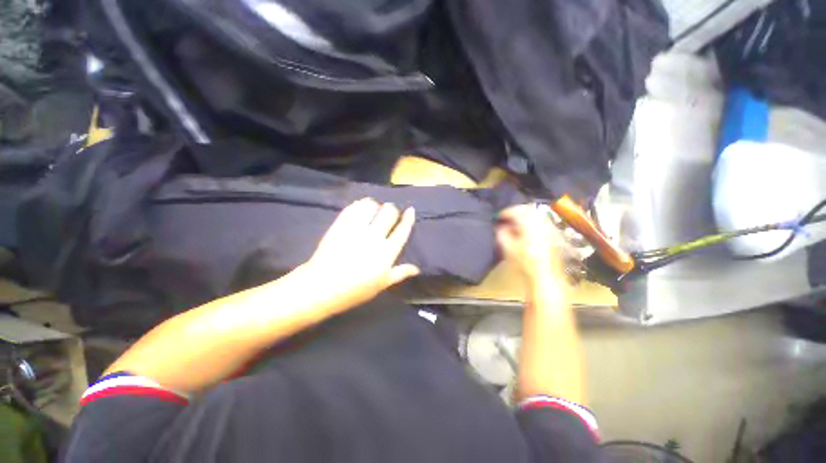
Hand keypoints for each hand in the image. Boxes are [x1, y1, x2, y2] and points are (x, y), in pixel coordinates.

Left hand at [299, 198, 419, 313]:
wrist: (322, 287)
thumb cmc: (356, 289)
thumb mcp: (382, 284)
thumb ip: (400, 273)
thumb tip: (416, 269)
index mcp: (387, 252)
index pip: (402, 230)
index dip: (408, 218)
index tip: (410, 210)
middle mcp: (374, 237)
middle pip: (389, 212)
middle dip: (391, 209)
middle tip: (388, 213)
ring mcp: (356, 229)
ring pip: (371, 205)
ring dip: (374, 205)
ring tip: (372, 210)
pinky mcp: (340, 225)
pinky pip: (353, 208)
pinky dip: (358, 205)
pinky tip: (359, 209)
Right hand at [496, 204, 564, 284]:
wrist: (546, 275)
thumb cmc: (525, 262)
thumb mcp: (509, 248)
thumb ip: (502, 234)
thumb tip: (500, 227)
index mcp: (530, 224)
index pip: (517, 211)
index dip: (506, 212)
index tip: (498, 217)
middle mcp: (542, 223)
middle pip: (528, 209)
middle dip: (515, 212)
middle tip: (505, 218)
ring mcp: (549, 228)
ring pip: (535, 215)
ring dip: (523, 216)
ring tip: (513, 224)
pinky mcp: (553, 234)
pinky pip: (540, 221)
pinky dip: (531, 222)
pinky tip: (524, 231)